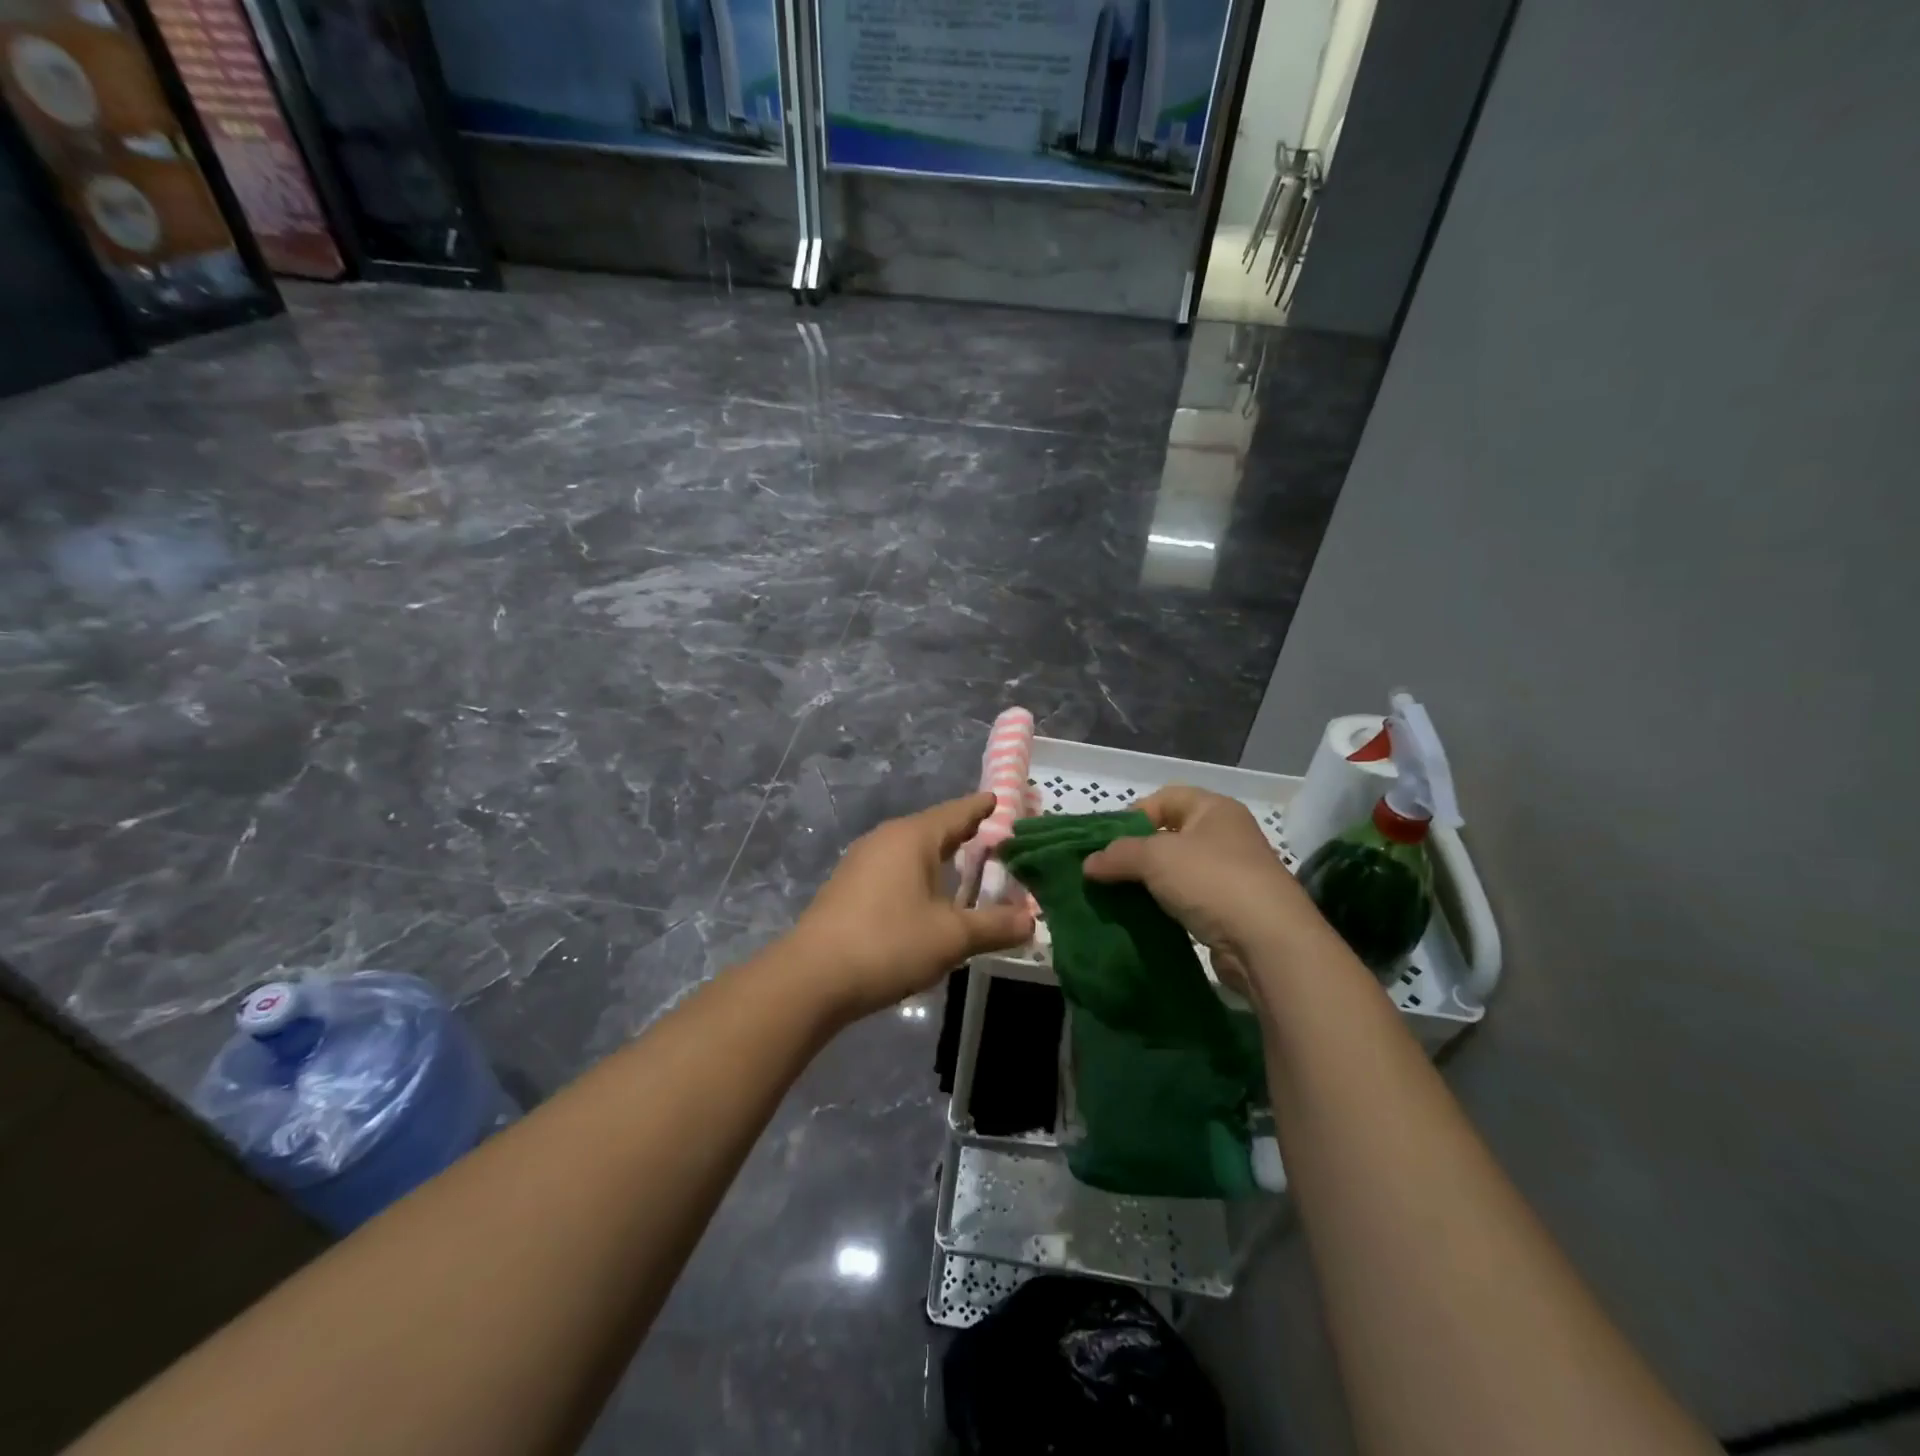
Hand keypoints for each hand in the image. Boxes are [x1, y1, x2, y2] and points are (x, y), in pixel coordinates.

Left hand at [791, 792, 1034, 1020]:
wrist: (813, 977)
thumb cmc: (889, 943)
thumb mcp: (951, 937)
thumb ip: (994, 926)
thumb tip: (1032, 920)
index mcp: (913, 837)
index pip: (957, 812)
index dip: (982, 808)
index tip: (1001, 800)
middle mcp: (886, 839)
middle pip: (934, 828)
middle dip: (964, 834)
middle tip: (995, 838)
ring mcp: (862, 862)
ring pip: (912, 850)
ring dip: (940, 858)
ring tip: (966, 869)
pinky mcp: (848, 887)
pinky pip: (894, 869)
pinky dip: (919, 875)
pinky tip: (928, 897)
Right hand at [1082, 785, 1324, 986]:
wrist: (1268, 943)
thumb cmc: (1212, 880)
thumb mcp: (1155, 857)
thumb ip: (1118, 855)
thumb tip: (1089, 864)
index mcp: (1214, 809)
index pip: (1164, 798)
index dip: (1132, 815)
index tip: (1106, 843)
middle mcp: (1226, 836)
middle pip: (1169, 835)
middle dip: (1135, 853)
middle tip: (1106, 872)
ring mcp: (1232, 875)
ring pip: (1177, 871)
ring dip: (1148, 883)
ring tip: (1119, 897)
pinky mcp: (1231, 911)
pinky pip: (1188, 901)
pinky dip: (1165, 907)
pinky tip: (1145, 919)